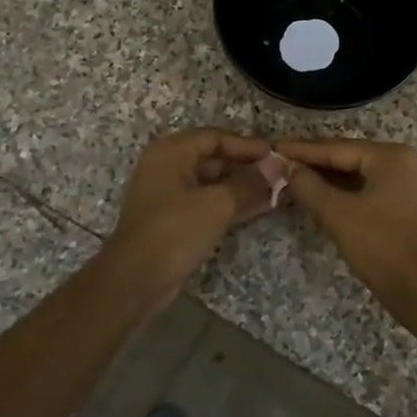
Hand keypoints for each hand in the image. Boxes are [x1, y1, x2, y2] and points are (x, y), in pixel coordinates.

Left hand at [101, 129, 281, 308]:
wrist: (137, 279)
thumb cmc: (175, 230)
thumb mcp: (218, 203)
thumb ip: (250, 182)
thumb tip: (278, 167)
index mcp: (171, 152)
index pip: (215, 137)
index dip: (247, 145)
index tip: (276, 155)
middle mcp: (167, 167)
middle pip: (213, 158)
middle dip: (247, 167)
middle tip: (279, 175)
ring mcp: (168, 194)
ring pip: (212, 183)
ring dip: (242, 187)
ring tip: (276, 192)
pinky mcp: (173, 219)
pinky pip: (207, 202)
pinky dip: (230, 203)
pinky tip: (258, 208)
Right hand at [276, 138, 416, 299]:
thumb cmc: (380, 246)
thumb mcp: (337, 213)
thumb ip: (308, 185)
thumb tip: (284, 165)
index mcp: (390, 156)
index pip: (337, 148)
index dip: (302, 150)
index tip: (272, 148)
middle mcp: (401, 162)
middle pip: (347, 157)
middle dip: (312, 163)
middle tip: (277, 162)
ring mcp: (404, 184)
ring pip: (355, 175)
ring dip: (324, 179)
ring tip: (290, 177)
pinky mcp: (401, 205)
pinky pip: (364, 190)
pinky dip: (340, 193)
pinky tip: (315, 196)